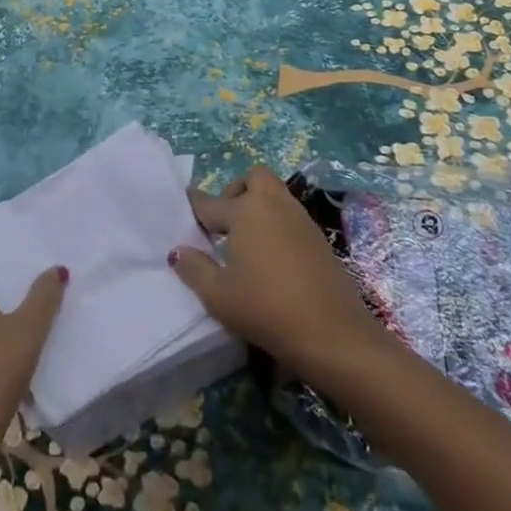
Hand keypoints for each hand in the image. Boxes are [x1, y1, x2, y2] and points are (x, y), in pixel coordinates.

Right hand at [170, 165, 389, 381]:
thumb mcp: (219, 296)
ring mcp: (300, 218)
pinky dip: (277, 222)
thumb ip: (194, 269)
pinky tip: (272, 256)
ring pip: (275, 193)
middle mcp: (273, 204)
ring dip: (259, 205)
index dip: (194, 205)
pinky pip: (291, 215)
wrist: (332, 333)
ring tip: (247, 241)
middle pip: (253, 178)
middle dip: (237, 191)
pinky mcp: (318, 237)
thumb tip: (178, 250)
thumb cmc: (266, 309)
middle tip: (226, 223)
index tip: (184, 202)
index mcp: (246, 211)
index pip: (211, 203)